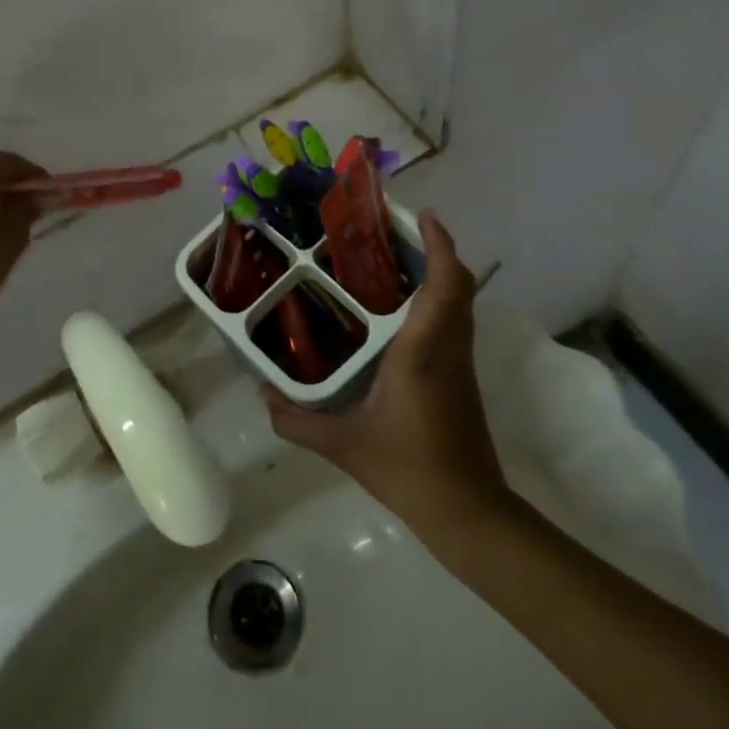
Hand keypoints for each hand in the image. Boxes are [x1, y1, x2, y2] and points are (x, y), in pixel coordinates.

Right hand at [265, 213, 512, 534]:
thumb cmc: (408, 468)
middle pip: (459, 285)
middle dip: (436, 250)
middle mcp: (448, 347)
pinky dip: (437, 300)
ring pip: (460, 303)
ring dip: (439, 273)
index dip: (440, 244)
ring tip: (395, 261)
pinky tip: (401, 312)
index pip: (445, 285)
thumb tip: (261, 395)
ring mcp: (460, 363)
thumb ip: (297, 421)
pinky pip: (454, 323)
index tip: (423, 215)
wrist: (468, 512)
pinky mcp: (461, 379)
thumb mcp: (344, 446)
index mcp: (423, 351)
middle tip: (397, 232)